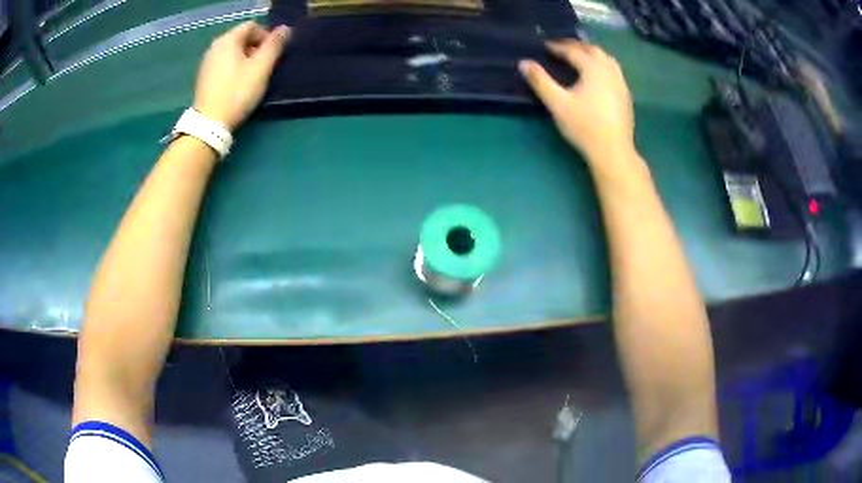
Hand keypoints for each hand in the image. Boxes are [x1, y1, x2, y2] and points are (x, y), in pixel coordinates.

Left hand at [193, 22, 290, 130]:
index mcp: (228, 40)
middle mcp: (214, 46)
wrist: (209, 124)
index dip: (266, 36)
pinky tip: (237, 84)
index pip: (252, 25)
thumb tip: (285, 29)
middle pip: (241, 37)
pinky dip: (233, 67)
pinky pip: (223, 63)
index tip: (272, 54)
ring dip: (245, 58)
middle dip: (256, 47)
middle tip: (264, 66)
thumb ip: (274, 45)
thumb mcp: (261, 68)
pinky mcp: (203, 77)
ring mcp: (206, 62)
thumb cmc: (237, 93)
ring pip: (232, 51)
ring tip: (252, 76)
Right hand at [520, 41, 634, 162]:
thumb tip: (523, 62)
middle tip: (562, 47)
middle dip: (576, 45)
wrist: (613, 151)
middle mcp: (610, 71)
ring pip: (607, 59)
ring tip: (580, 56)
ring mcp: (621, 83)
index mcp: (593, 69)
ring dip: (592, 53)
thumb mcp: (557, 103)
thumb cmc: (584, 126)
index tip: (545, 45)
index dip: (558, 47)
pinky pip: (614, 71)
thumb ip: (540, 81)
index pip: (574, 51)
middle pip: (593, 50)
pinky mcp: (626, 96)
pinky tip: (597, 76)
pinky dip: (602, 65)